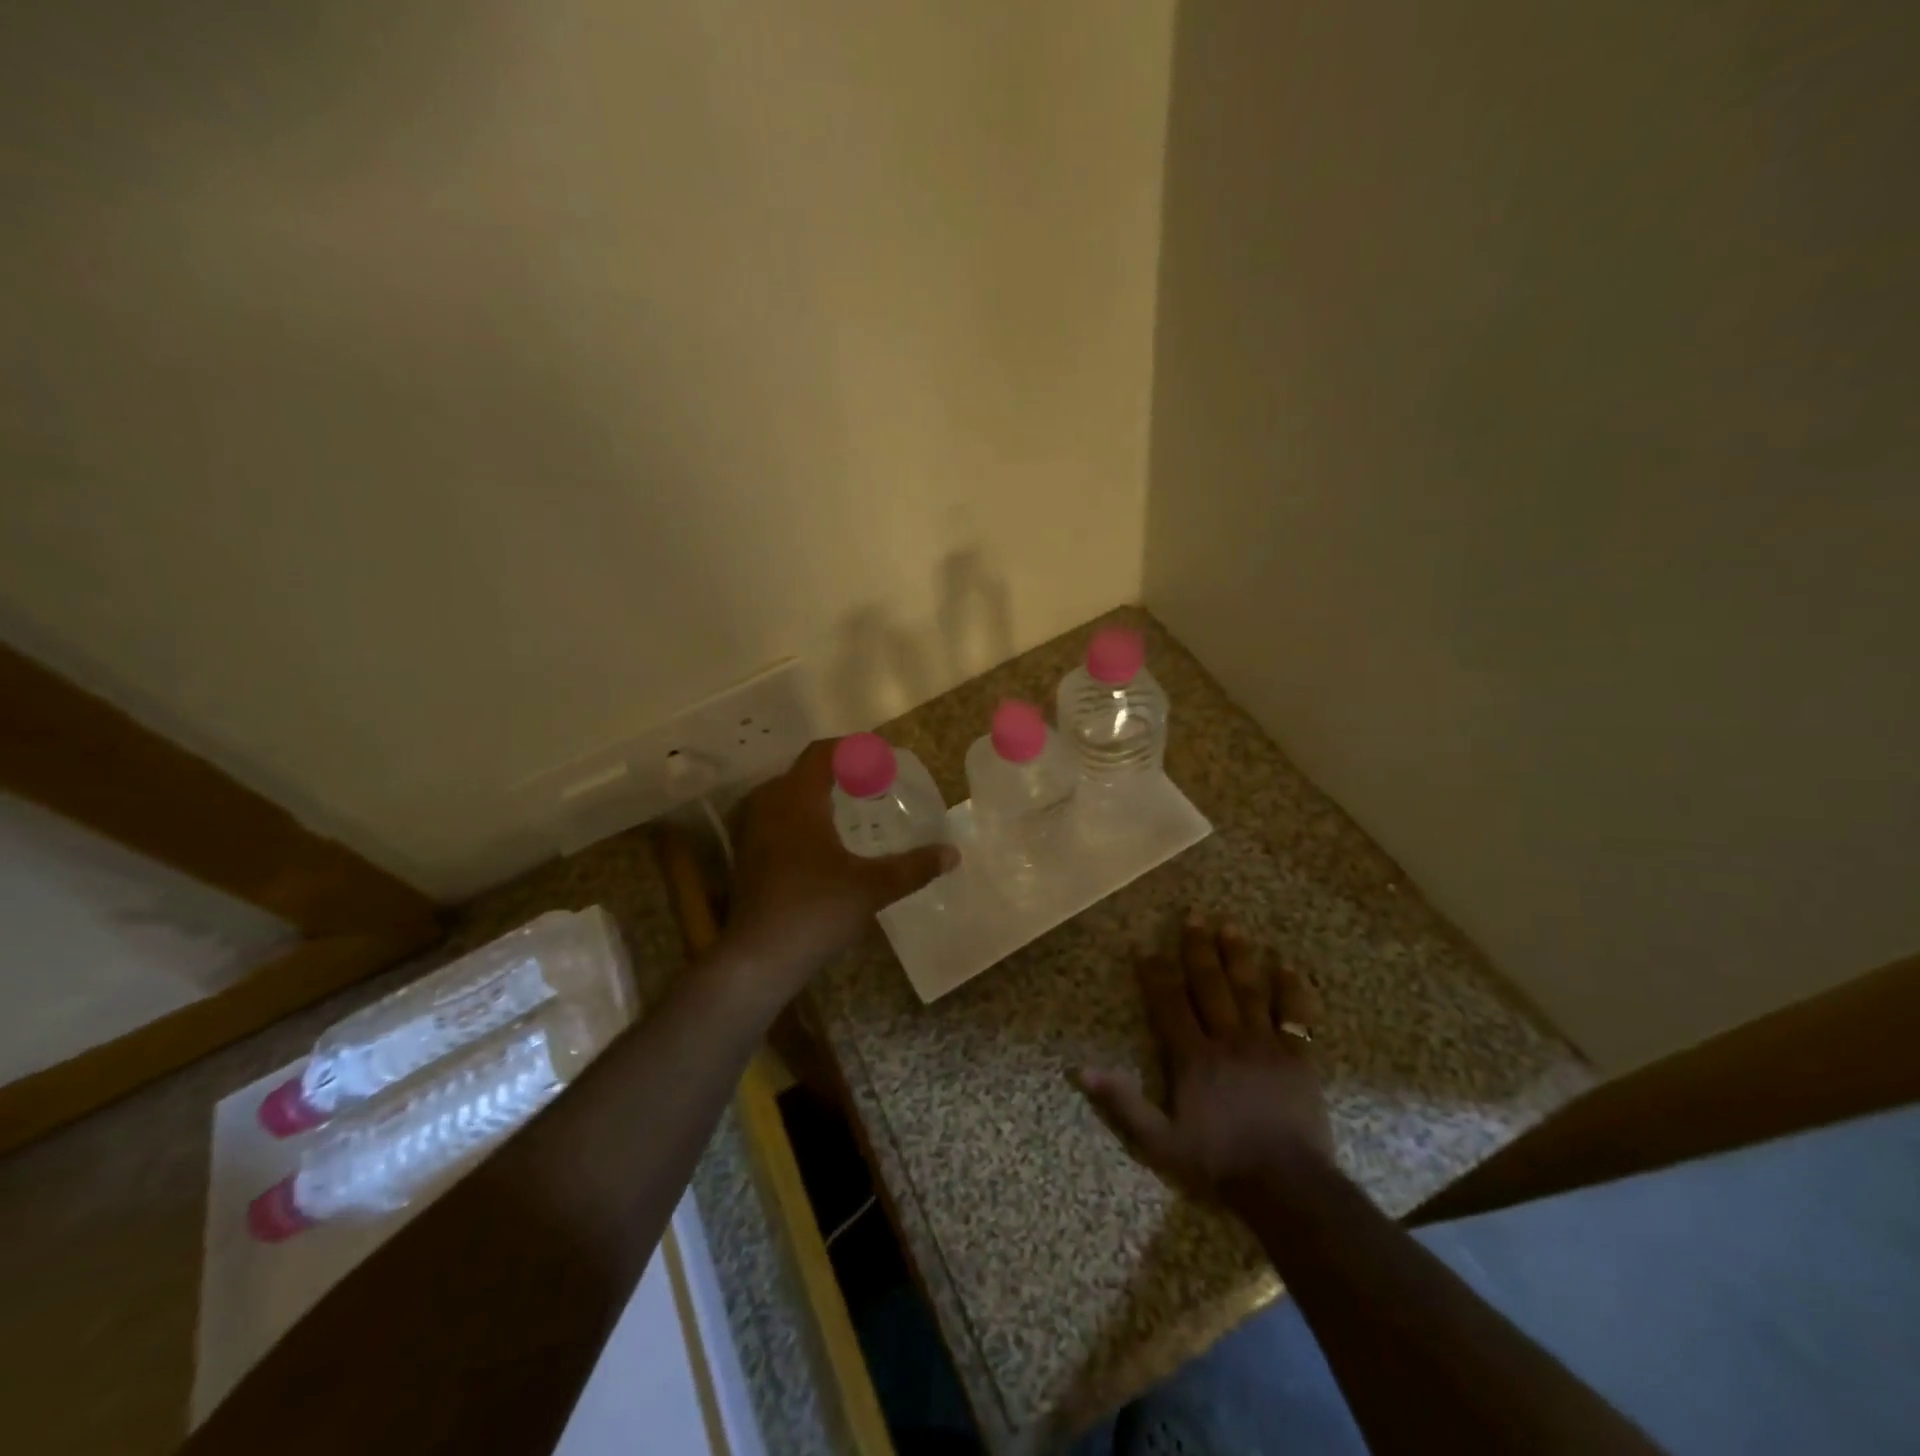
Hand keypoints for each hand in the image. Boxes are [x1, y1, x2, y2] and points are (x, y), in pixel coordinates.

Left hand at [723, 739, 957, 996]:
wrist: (758, 958)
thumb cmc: (816, 910)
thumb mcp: (872, 887)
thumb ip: (914, 867)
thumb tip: (952, 854)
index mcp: (797, 798)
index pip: (822, 753)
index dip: (852, 749)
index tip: (880, 759)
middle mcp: (768, 803)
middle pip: (804, 771)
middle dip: (838, 773)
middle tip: (872, 786)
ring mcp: (750, 829)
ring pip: (787, 795)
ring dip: (817, 795)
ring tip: (850, 811)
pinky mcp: (746, 854)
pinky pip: (776, 817)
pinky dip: (801, 817)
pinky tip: (823, 842)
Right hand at [1076, 912, 1332, 1201]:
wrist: (1287, 1187)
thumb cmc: (1219, 1163)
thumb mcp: (1159, 1142)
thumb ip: (1122, 1103)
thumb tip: (1081, 1069)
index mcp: (1192, 1057)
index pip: (1168, 1004)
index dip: (1154, 973)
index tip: (1145, 946)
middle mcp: (1227, 1040)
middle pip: (1209, 985)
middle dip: (1198, 950)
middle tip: (1193, 916)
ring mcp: (1266, 1045)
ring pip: (1249, 990)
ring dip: (1238, 957)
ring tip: (1230, 927)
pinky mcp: (1299, 1059)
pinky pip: (1294, 1016)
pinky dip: (1290, 990)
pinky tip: (1286, 966)